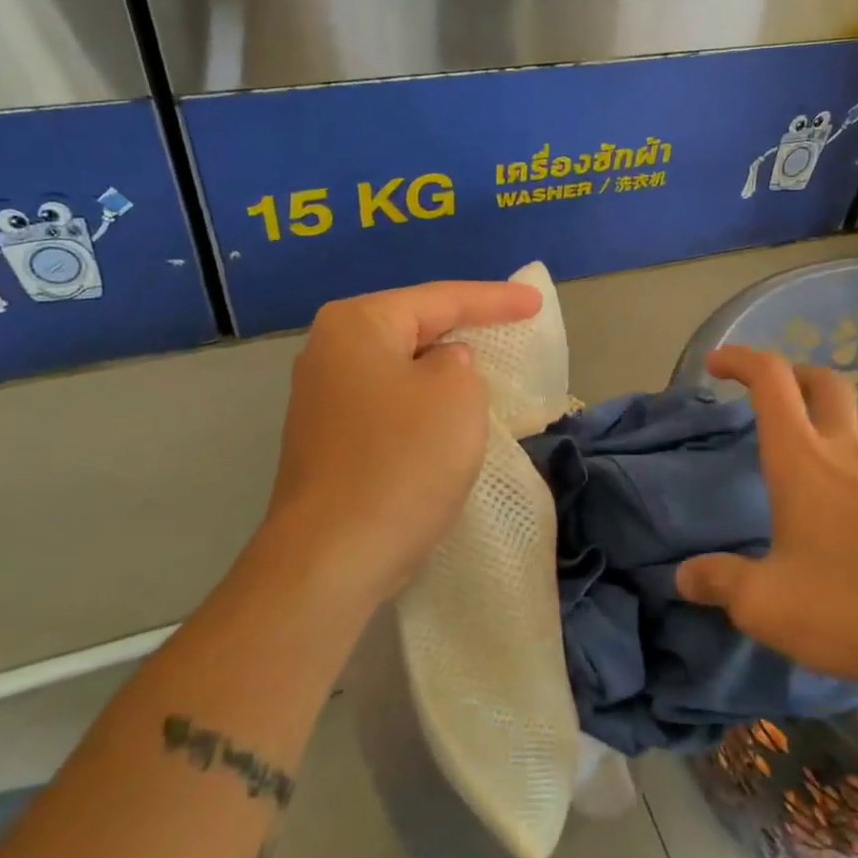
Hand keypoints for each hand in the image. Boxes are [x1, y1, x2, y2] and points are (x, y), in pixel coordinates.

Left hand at [262, 279, 541, 606]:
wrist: (332, 558)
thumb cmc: (402, 462)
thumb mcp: (457, 395)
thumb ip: (459, 362)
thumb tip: (440, 368)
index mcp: (357, 324)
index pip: (440, 298)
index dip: (495, 299)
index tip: (535, 302)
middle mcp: (329, 351)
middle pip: (414, 327)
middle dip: (464, 328)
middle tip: (512, 325)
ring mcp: (322, 398)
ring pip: (401, 369)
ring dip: (443, 371)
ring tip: (486, 366)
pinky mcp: (328, 440)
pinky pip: (390, 404)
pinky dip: (423, 404)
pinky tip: (448, 416)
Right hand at [675, 346, 857, 689]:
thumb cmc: (850, 607)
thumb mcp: (765, 604)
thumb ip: (720, 583)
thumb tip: (683, 576)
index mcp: (802, 460)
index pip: (772, 381)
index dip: (741, 360)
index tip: (715, 366)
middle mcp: (846, 453)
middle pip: (825, 381)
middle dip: (791, 373)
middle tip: (767, 395)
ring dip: (834, 405)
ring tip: (812, 430)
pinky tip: (850, 488)